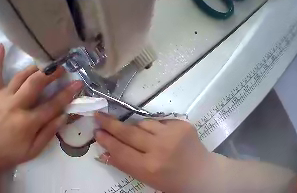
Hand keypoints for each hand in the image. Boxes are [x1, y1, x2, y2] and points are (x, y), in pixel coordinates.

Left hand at [0, 43, 82, 191]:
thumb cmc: (12, 153)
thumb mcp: (34, 150)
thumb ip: (49, 132)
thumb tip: (64, 116)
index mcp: (28, 122)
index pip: (52, 105)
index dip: (67, 94)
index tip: (78, 84)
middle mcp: (16, 105)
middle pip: (36, 84)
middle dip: (51, 74)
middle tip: (61, 68)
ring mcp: (3, 97)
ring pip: (21, 77)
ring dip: (34, 69)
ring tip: (44, 65)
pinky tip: (1, 45)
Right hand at [94, 113, 222, 192]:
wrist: (201, 173)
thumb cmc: (171, 181)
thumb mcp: (146, 178)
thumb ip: (125, 164)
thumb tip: (104, 152)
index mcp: (150, 167)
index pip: (120, 151)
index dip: (106, 141)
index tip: (96, 132)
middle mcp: (160, 148)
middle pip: (128, 133)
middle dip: (110, 124)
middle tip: (99, 116)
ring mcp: (173, 133)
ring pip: (142, 123)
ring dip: (135, 127)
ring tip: (137, 135)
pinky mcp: (182, 124)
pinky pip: (158, 121)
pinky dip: (153, 127)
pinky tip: (158, 136)